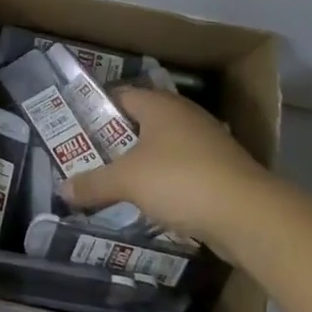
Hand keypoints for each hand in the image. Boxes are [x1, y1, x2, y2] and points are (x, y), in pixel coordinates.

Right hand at [62, 87, 270, 250]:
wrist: (249, 216)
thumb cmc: (181, 180)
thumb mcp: (127, 181)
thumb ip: (93, 183)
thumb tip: (62, 188)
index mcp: (160, 105)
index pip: (120, 95)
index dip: (96, 109)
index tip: (74, 128)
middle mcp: (184, 116)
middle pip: (141, 122)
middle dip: (115, 140)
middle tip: (88, 157)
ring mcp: (207, 143)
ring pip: (162, 148)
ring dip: (141, 163)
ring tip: (113, 181)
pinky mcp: (221, 171)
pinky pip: (182, 171)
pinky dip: (165, 182)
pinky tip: (149, 201)